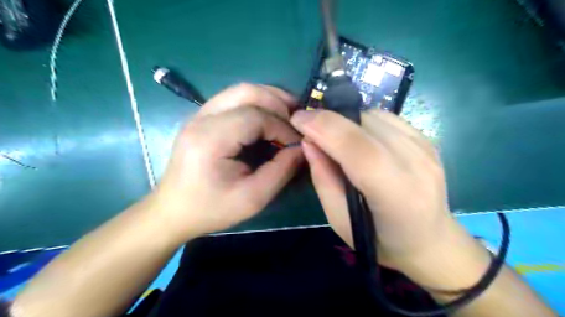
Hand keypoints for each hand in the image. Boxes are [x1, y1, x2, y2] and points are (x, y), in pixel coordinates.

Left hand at [148, 83, 301, 242]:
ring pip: (240, 90)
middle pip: (247, 92)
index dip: (282, 127)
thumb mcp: (253, 198)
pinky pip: (233, 99)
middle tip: (296, 119)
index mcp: (210, 140)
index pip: (255, 117)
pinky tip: (268, 116)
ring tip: (288, 113)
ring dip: (268, 98)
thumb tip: (302, 148)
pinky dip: (256, 102)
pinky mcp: (201, 118)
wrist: (173, 211)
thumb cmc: (211, 209)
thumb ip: (281, 171)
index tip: (296, 143)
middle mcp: (202, 119)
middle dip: (278, 102)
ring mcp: (199, 115)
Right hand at [289, 108, 455, 269]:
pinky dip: (363, 123)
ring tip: (336, 140)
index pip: (359, 149)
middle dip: (329, 121)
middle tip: (310, 130)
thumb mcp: (340, 220)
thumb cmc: (380, 239)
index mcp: (396, 195)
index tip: (298, 119)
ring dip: (346, 122)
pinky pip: (386, 118)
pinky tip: (359, 139)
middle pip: (365, 124)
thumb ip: (323, 180)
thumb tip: (308, 142)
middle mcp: (417, 165)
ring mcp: (426, 148)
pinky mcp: (427, 140)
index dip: (324, 128)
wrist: (430, 239)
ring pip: (374, 116)